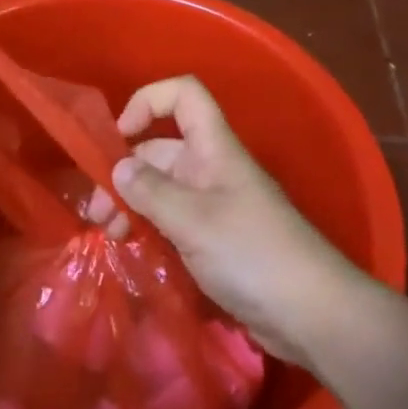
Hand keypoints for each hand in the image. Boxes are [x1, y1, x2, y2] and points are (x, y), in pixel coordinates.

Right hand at [86, 76, 362, 368]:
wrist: (310, 312)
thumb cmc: (252, 253)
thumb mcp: (194, 220)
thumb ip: (151, 192)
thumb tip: (117, 168)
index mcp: (214, 148)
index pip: (183, 96)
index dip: (148, 101)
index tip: (119, 137)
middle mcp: (212, 168)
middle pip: (161, 149)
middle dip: (124, 172)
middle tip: (97, 213)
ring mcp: (214, 205)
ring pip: (163, 189)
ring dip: (132, 204)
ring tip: (108, 235)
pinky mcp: (215, 240)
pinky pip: (173, 221)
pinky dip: (149, 228)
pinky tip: (130, 250)